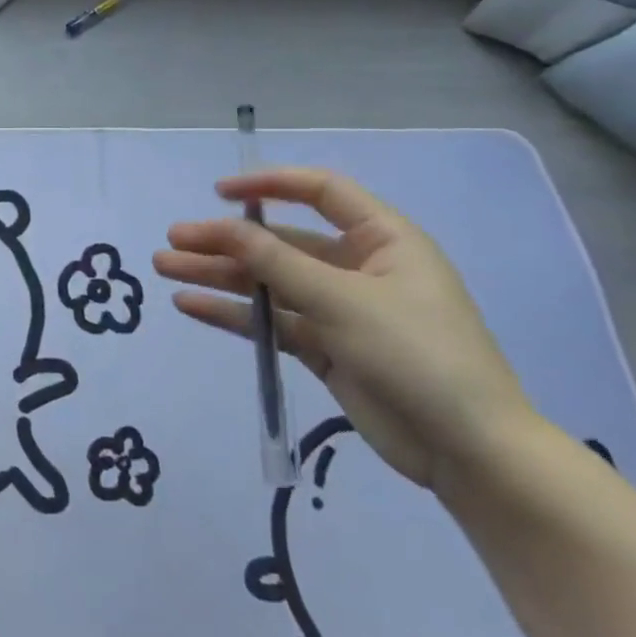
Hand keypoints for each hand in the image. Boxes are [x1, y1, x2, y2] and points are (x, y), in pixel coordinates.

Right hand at [153, 167, 538, 491]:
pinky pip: (271, 321)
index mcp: (382, 240)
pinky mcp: (324, 348)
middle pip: (280, 242)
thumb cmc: (417, 354)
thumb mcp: (342, 300)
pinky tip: (190, 305)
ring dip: (219, 276)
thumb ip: (276, 262)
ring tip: (166, 270)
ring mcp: (339, 309)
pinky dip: (233, 313)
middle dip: (225, 241)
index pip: (320, 193)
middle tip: (173, 241)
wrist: (469, 451)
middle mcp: (358, 267)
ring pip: (268, 282)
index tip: (219, 193)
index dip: (268, 185)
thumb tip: (223, 226)